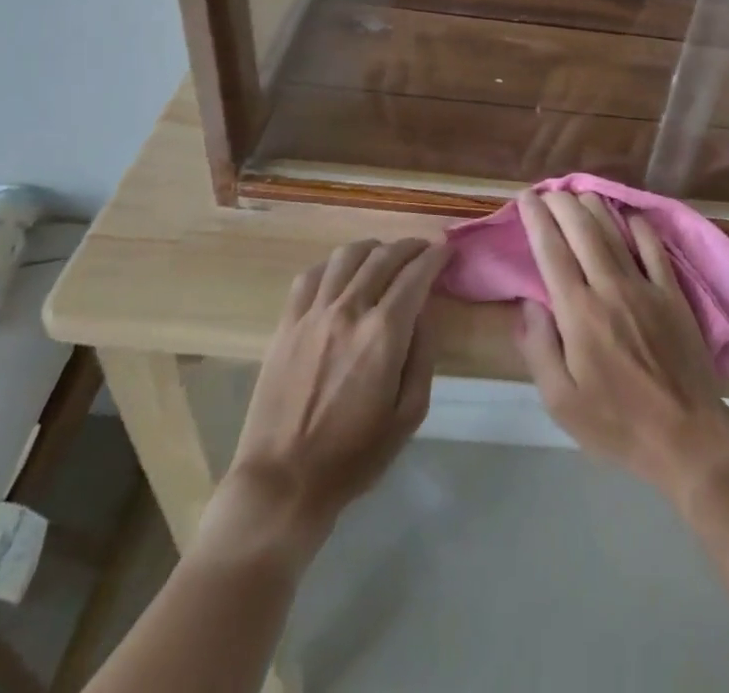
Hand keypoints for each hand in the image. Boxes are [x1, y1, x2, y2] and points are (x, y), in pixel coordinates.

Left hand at [217, 238, 446, 547]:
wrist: (283, 483)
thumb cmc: (354, 456)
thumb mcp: (409, 414)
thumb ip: (423, 355)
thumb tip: (425, 312)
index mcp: (384, 334)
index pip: (416, 274)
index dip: (435, 256)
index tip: (446, 250)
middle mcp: (349, 311)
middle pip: (384, 257)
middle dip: (409, 246)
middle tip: (423, 249)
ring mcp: (313, 314)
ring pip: (347, 256)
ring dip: (372, 248)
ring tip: (384, 255)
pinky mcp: (287, 324)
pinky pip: (311, 275)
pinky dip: (333, 264)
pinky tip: (342, 272)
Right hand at [514, 190, 728, 509]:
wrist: (686, 435)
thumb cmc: (615, 423)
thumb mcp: (560, 401)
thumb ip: (538, 348)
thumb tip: (529, 303)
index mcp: (579, 312)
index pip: (551, 251)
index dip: (537, 219)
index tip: (526, 198)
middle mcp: (610, 287)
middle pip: (582, 230)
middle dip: (562, 204)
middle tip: (548, 191)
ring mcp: (646, 286)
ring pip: (615, 232)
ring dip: (594, 207)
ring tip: (579, 193)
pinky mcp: (673, 293)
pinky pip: (654, 247)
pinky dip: (638, 225)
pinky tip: (628, 215)